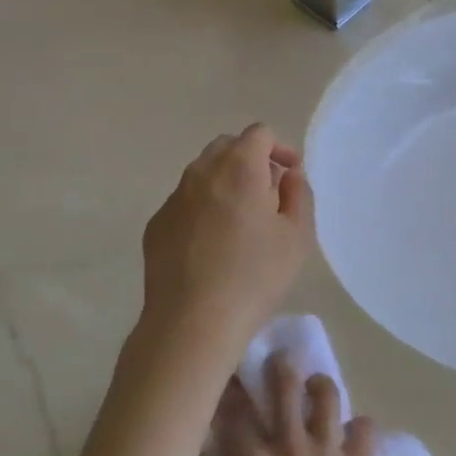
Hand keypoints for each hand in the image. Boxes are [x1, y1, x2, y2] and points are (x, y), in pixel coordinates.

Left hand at [140, 124, 314, 354]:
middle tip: (269, 193)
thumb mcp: (296, 236)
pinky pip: (186, 202)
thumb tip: (287, 175)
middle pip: (227, 147)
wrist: (192, 321)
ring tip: (242, 219)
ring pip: (203, 173)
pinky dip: (204, 207)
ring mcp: (174, 198)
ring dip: (226, 182)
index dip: (280, 148)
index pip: (259, 134)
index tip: (291, 175)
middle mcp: (201, 173)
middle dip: (251, 159)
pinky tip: (213, 243)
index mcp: (239, 168)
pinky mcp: (157, 224)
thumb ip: (298, 194)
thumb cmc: (255, 276)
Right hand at [216, 352, 377, 455]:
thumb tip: (242, 451)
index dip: (232, 391)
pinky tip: (352, 436)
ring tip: (318, 388)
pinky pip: (365, 427)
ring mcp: (329, 455)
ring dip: (320, 387)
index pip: (237, 412)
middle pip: (285, 386)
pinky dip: (357, 428)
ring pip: (327, 395)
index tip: (231, 378)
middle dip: (280, 366)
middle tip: (281, 360)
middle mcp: (290, 449)